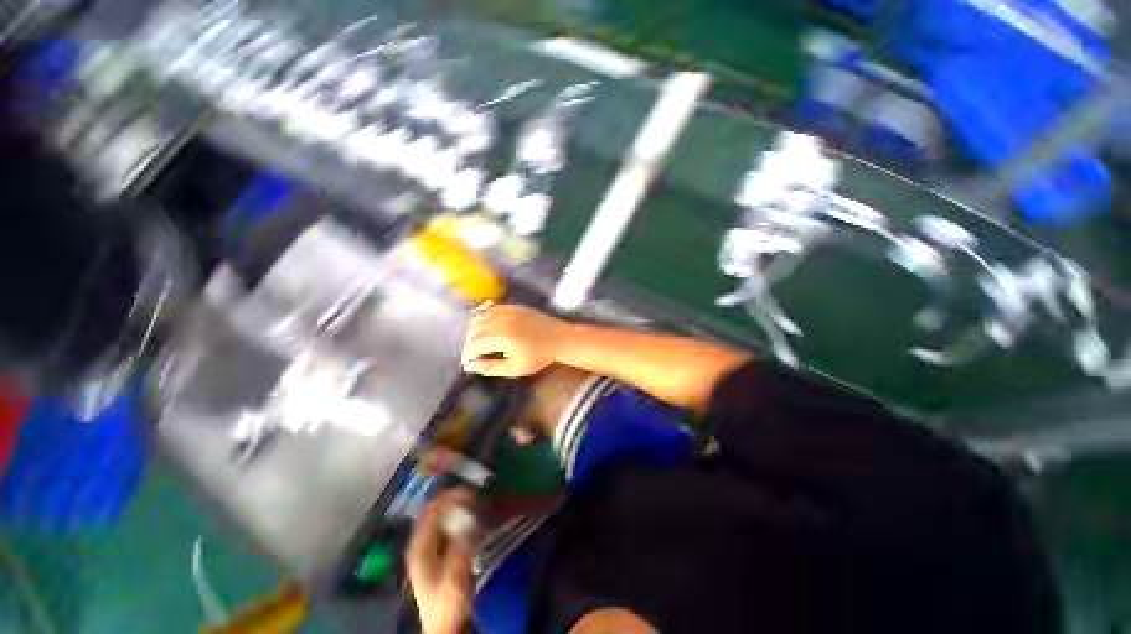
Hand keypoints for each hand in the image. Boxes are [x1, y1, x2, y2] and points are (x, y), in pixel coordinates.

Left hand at [408, 490, 475, 633]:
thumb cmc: (448, 603)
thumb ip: (461, 546)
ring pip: (441, 518)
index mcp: (420, 548)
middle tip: (475, 495)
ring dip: (457, 508)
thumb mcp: (455, 576)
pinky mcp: (439, 553)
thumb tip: (469, 519)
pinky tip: (472, 518)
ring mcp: (429, 548)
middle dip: (454, 500)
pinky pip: (448, 527)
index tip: (468, 492)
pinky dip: (459, 518)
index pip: (430, 512)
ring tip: (476, 502)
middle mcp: (421, 544)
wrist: (445, 626)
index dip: (448, 498)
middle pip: (435, 512)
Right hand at [462, 305, 571, 376]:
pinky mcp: (512, 306)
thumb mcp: (514, 368)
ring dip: (474, 329)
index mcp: (500, 337)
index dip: (468, 355)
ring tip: (480, 341)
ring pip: (479, 317)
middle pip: (473, 330)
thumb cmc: (538, 356)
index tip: (469, 362)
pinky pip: (490, 308)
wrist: (559, 338)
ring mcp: (506, 310)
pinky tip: (486, 325)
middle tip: (476, 353)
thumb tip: (470, 366)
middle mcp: (500, 320)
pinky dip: (483, 316)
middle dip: (470, 342)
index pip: (473, 345)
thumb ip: (490, 368)